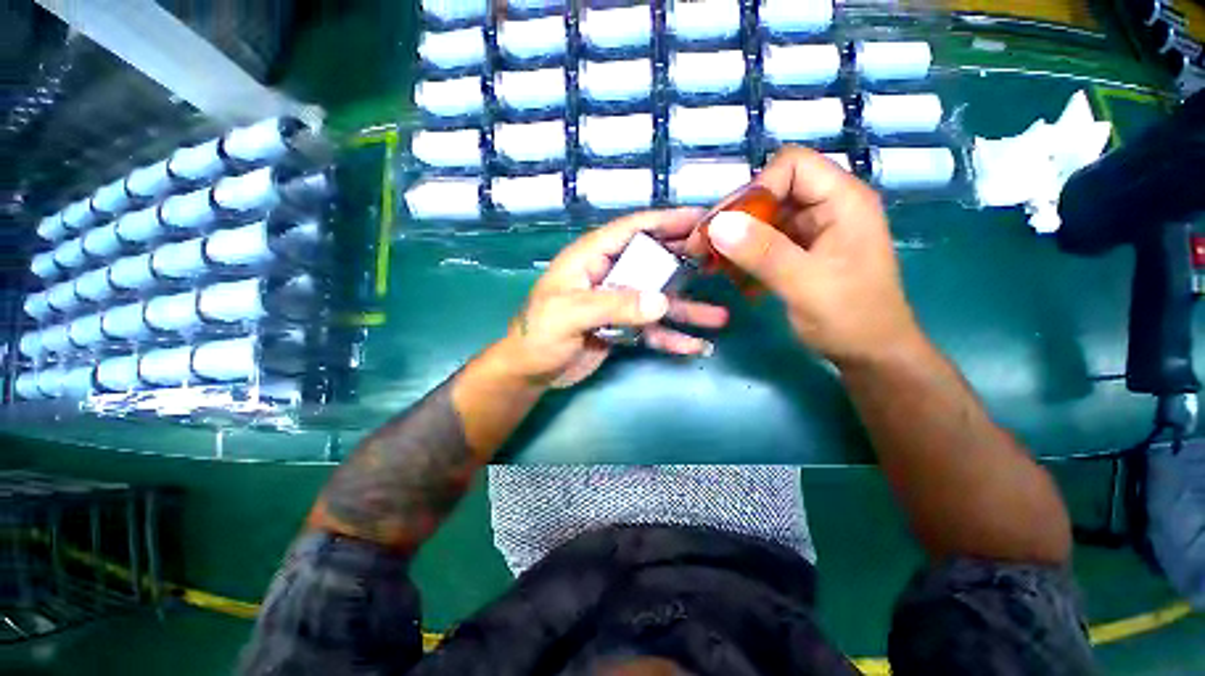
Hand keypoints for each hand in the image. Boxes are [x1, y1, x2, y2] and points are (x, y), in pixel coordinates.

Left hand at [498, 208, 729, 388]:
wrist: (530, 372)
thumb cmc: (539, 336)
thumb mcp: (570, 315)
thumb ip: (614, 305)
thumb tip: (661, 302)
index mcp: (590, 259)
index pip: (631, 230)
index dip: (665, 220)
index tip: (702, 218)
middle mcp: (608, 276)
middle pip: (652, 262)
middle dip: (685, 263)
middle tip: (722, 264)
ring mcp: (617, 304)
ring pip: (657, 300)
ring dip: (686, 309)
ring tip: (719, 317)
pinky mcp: (622, 328)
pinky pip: (651, 330)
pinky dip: (672, 338)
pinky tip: (695, 347)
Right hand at [704, 146, 922, 366]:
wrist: (869, 354)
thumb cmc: (850, 319)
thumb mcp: (806, 285)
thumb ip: (764, 253)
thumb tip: (718, 225)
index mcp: (842, 201)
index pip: (792, 166)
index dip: (755, 189)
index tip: (725, 225)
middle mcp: (826, 207)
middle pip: (770, 191)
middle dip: (733, 216)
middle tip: (700, 246)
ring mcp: (811, 230)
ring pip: (762, 217)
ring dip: (732, 237)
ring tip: (706, 260)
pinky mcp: (798, 251)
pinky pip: (762, 241)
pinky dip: (741, 253)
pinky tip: (725, 271)